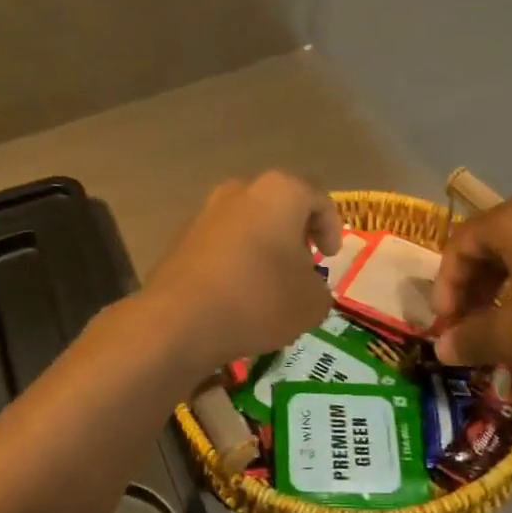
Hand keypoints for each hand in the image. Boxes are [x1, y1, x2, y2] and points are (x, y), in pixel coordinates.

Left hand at [142, 172, 343, 370]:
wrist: (180, 321)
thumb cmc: (259, 299)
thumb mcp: (312, 302)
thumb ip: (320, 288)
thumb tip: (307, 287)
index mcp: (281, 192)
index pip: (318, 199)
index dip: (332, 228)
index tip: (331, 256)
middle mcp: (241, 191)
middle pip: (280, 206)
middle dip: (295, 234)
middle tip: (304, 266)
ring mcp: (206, 212)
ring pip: (248, 223)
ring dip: (263, 247)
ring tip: (271, 283)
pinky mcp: (181, 238)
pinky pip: (222, 243)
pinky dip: (236, 260)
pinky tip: (239, 293)